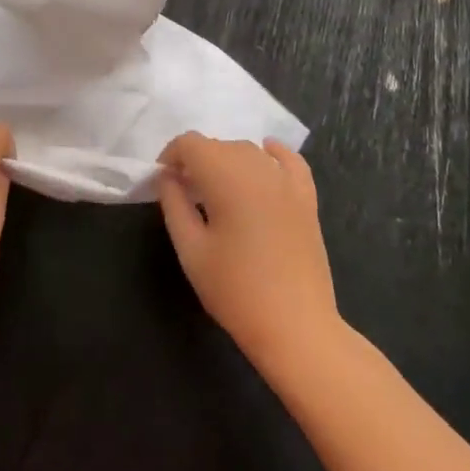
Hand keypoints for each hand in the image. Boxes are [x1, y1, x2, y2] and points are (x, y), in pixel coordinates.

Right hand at [157, 134, 338, 369]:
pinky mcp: (307, 198)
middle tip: (184, 192)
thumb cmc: (235, 290)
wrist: (295, 326)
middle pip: (219, 145)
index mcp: (226, 177)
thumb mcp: (190, 250)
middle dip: (196, 161)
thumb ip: (174, 204)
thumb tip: (168, 177)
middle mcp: (258, 168)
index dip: (171, 156)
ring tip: (216, 191)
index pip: (191, 144)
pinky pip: (289, 161)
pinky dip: (273, 154)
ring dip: (226, 160)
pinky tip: (264, 156)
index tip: (162, 182)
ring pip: (248, 151)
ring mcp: (287, 182)